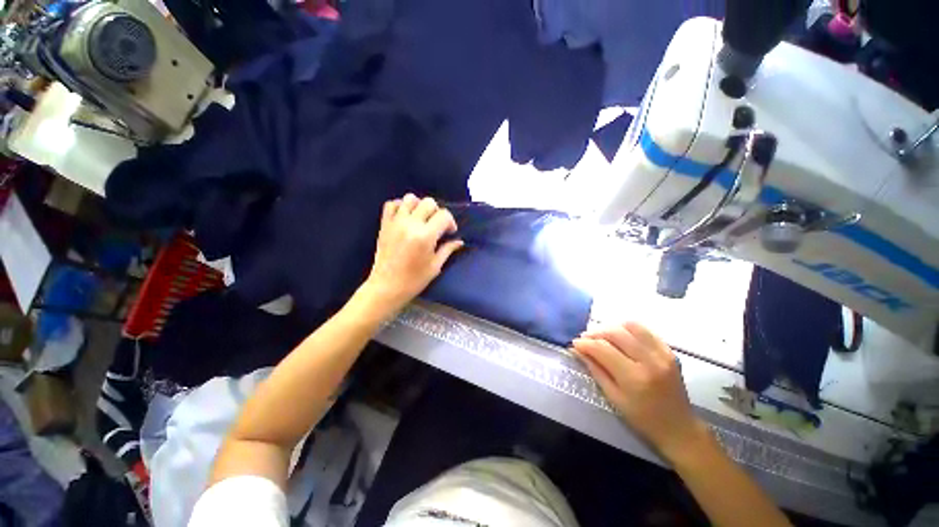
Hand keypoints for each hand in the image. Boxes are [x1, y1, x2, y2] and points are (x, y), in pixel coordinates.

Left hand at [361, 194, 462, 316]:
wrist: (386, 287)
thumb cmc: (414, 280)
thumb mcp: (435, 266)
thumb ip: (448, 249)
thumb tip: (460, 241)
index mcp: (425, 236)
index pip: (444, 215)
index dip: (451, 222)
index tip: (450, 232)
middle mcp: (410, 224)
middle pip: (428, 202)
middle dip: (437, 212)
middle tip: (437, 226)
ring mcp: (395, 222)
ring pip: (410, 199)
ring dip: (419, 206)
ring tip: (421, 219)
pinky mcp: (384, 224)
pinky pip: (391, 204)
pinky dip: (400, 206)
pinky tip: (405, 217)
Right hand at [573, 322, 707, 460]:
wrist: (679, 428)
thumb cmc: (642, 419)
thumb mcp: (613, 398)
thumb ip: (595, 369)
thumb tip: (577, 350)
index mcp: (634, 378)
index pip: (603, 349)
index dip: (585, 343)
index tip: (574, 343)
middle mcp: (650, 360)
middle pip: (615, 333)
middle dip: (595, 333)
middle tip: (584, 338)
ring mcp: (662, 353)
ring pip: (630, 326)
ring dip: (610, 327)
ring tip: (600, 336)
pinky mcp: (669, 350)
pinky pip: (644, 329)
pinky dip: (627, 328)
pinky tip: (619, 336)